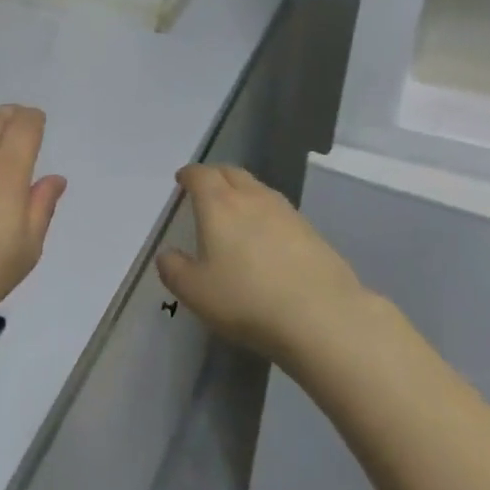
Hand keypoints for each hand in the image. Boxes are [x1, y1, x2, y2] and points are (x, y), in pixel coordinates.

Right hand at [156, 165, 375, 362]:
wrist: (321, 316)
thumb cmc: (247, 299)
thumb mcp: (195, 292)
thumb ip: (174, 269)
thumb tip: (167, 254)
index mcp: (219, 205)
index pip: (201, 175)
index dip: (189, 175)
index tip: (182, 181)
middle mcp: (252, 198)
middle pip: (231, 172)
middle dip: (215, 176)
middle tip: (205, 190)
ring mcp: (286, 212)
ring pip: (258, 188)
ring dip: (242, 192)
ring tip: (235, 211)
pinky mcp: (311, 231)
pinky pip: (279, 210)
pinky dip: (265, 213)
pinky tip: (266, 237)